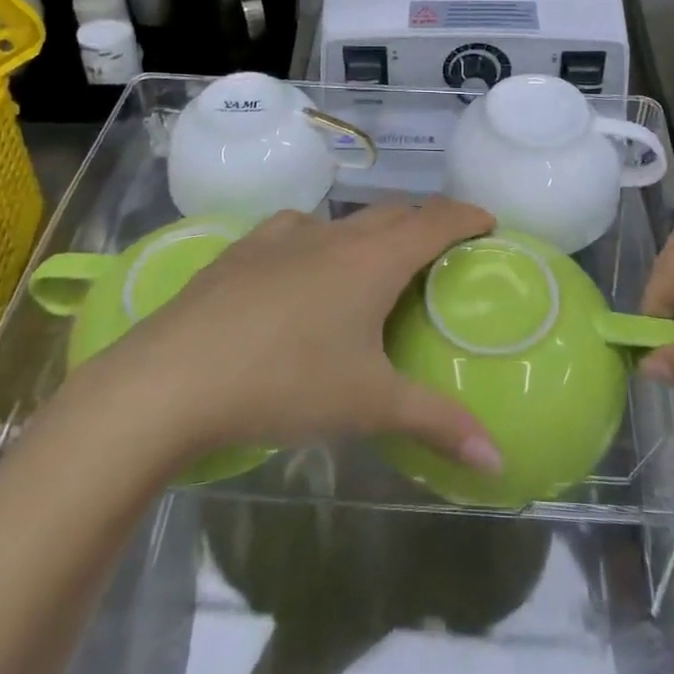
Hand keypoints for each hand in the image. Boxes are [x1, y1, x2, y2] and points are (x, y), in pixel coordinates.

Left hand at [108, 199, 503, 474]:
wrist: (174, 377)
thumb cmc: (286, 382)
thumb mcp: (369, 405)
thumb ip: (438, 424)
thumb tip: (498, 460)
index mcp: (374, 260)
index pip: (436, 221)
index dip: (467, 217)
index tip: (488, 222)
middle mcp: (334, 234)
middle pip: (393, 213)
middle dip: (423, 224)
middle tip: (439, 253)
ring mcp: (284, 236)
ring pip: (344, 221)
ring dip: (370, 234)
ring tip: (374, 266)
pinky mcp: (244, 248)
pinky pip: (297, 231)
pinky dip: (319, 242)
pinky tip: (303, 271)